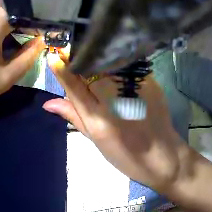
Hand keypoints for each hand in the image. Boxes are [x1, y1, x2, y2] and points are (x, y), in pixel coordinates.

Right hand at [43, 55, 183, 189]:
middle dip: (79, 62)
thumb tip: (48, 103)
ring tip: (94, 64)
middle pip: (91, 69)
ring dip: (97, 61)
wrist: (163, 156)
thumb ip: (74, 117)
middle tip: (73, 59)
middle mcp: (115, 99)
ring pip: (108, 64)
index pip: (74, 86)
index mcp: (98, 119)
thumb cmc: (126, 156)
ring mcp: (134, 88)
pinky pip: (126, 66)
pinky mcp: (149, 82)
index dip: (62, 70)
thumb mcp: (97, 141)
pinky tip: (115, 70)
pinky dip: (116, 65)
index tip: (53, 56)